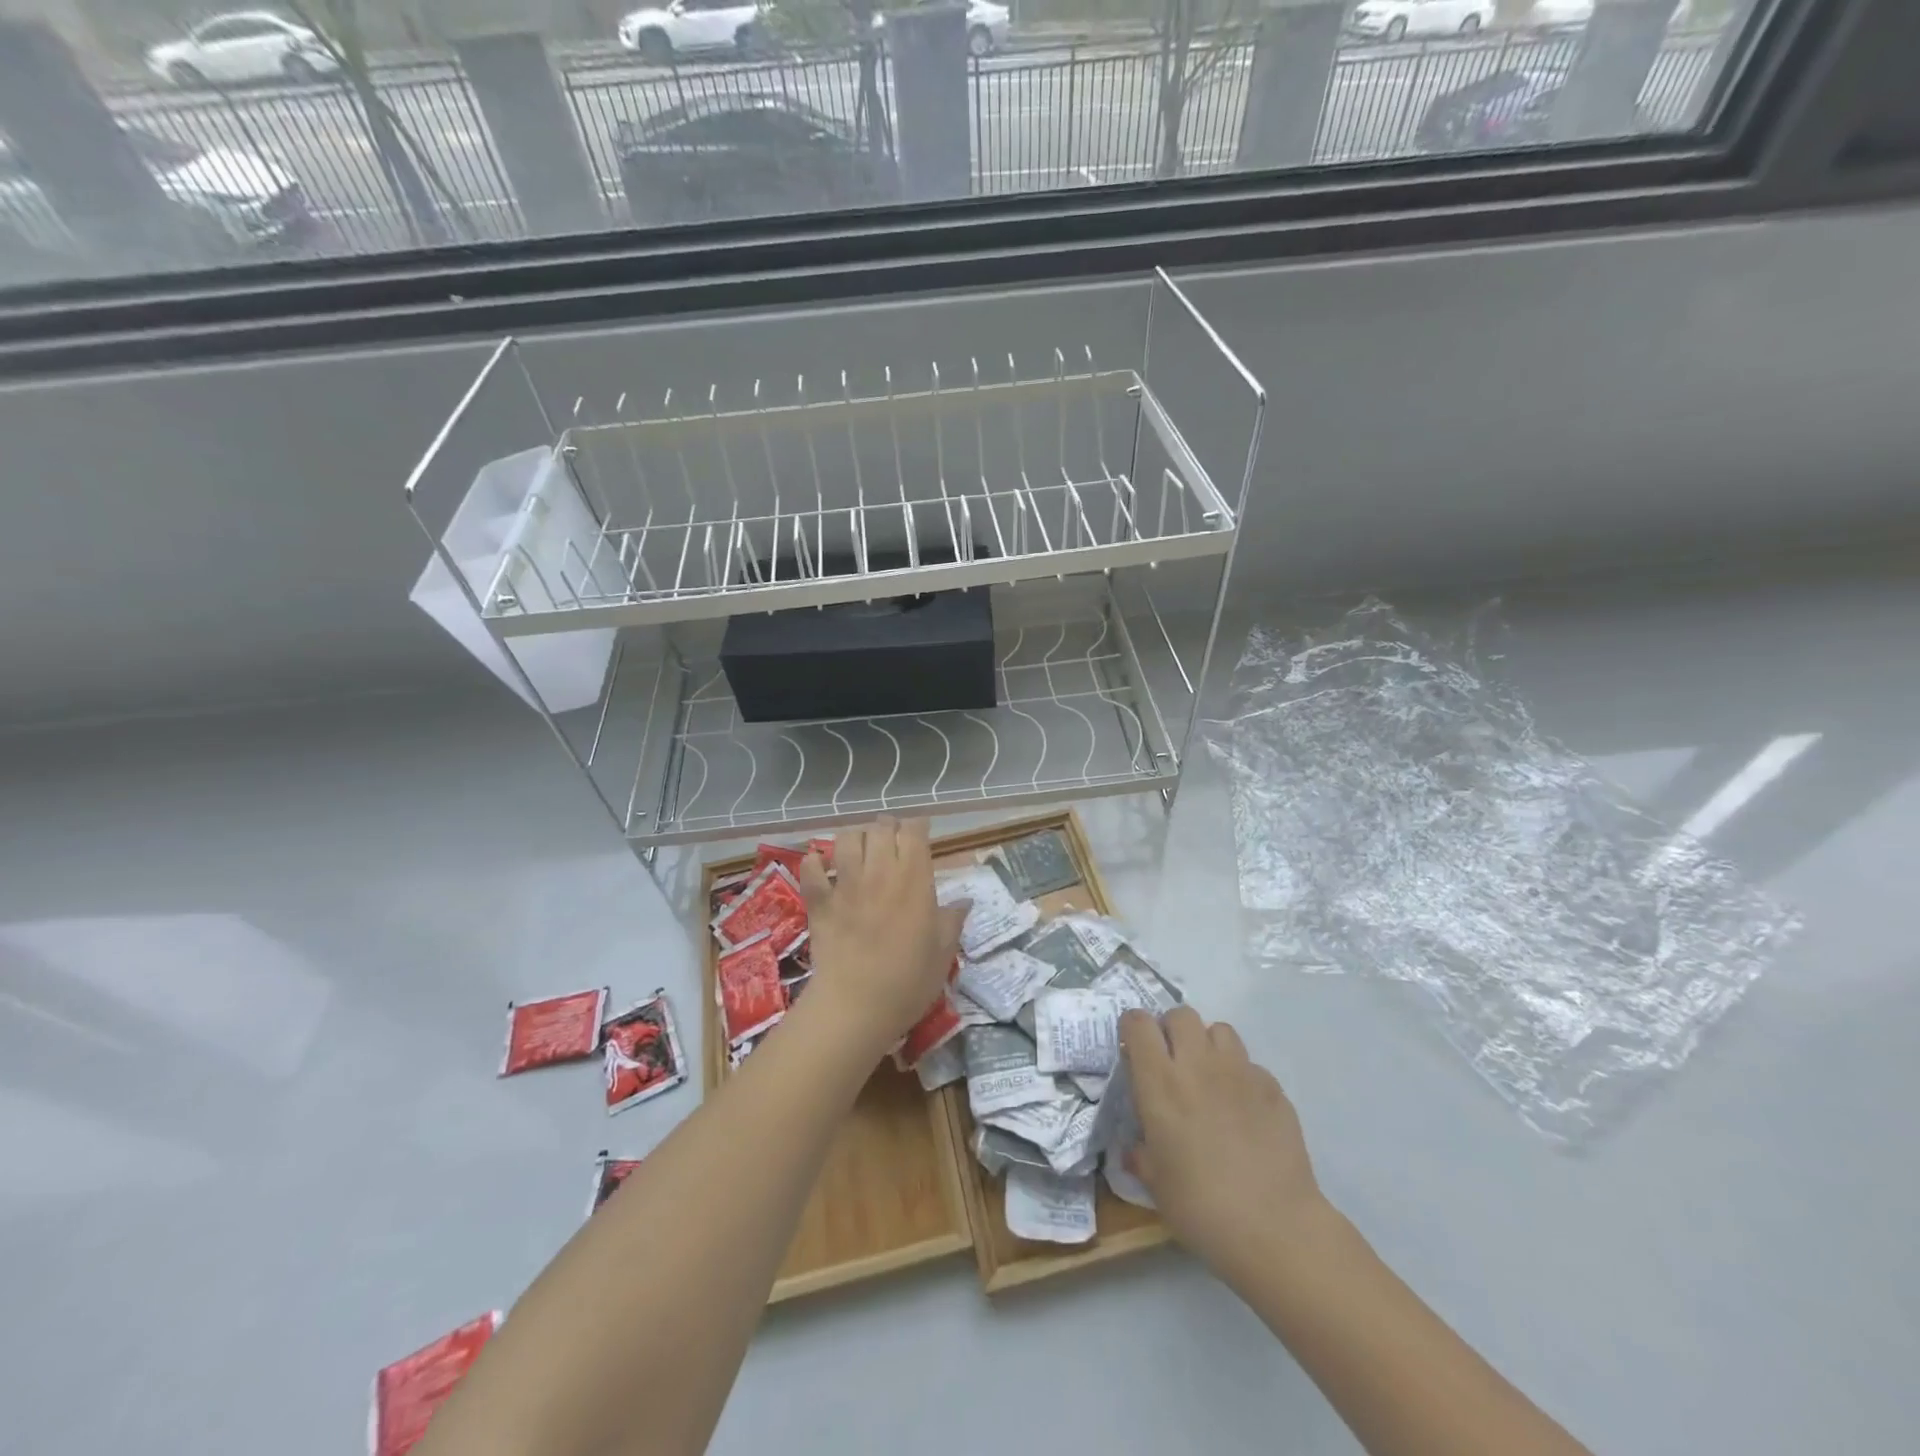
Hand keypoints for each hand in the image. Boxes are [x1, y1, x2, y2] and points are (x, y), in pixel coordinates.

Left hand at [798, 816, 967, 1057]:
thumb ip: (952, 921)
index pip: (914, 831)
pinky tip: (821, 866)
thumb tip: (965, 901)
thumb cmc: (908, 981)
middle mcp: (879, 871)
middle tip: (892, 840)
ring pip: (847, 838)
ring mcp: (845, 884)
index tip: (921, 834)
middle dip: (888, 827)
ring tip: (860, 849)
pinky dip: (815, 862)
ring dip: (855, 837)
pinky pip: (811, 868)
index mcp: (914, 879)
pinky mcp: (819, 901)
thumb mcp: (943, 953)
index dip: (917, 827)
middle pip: (881, 828)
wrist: (856, 1006)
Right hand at [1120, 1007, 1330, 1278]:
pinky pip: (1250, 1065)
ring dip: (1208, 1046)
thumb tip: (1135, 1149)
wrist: (1275, 1228)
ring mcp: (1240, 1072)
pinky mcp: (1273, 1087)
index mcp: (1161, 1082)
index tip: (1134, 1049)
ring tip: (1209, 1077)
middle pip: (1181, 1014)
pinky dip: (1242, 1077)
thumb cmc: (1201, 1206)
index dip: (1133, 1028)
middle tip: (1172, 1062)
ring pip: (1219, 1030)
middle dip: (1172, 1030)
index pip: (1139, 1023)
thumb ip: (1141, 1154)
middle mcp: (1198, 1065)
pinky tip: (1244, 1109)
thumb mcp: (1156, 1183)